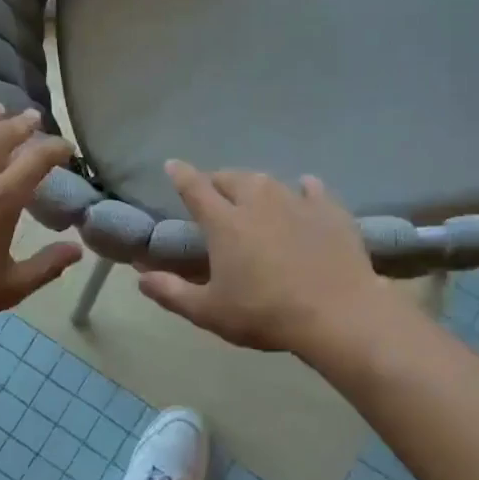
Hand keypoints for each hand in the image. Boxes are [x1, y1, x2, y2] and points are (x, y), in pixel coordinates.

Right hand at [137, 161, 388, 356]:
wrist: (337, 315)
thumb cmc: (265, 314)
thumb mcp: (209, 312)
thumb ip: (172, 292)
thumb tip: (140, 276)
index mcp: (225, 223)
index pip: (195, 188)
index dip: (181, 175)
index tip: (172, 164)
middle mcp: (258, 202)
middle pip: (233, 179)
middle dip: (218, 180)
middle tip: (214, 192)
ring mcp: (297, 203)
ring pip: (269, 181)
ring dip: (255, 184)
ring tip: (253, 193)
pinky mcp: (330, 212)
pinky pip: (313, 189)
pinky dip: (303, 188)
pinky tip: (305, 190)